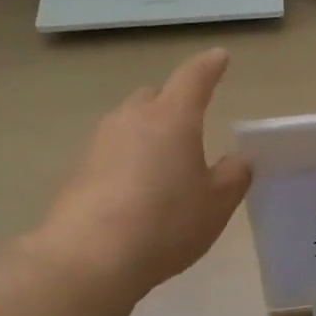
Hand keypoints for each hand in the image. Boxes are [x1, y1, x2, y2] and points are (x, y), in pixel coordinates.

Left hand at [38, 48, 251, 296]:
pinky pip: (110, 152)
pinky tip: (134, 191)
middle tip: (190, 123)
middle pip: (154, 97)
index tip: (219, 57)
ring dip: (147, 134)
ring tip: (162, 165)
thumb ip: (233, 176)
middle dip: (173, 102)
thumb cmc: (165, 224)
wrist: (89, 257)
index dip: (209, 67)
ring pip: (129, 124)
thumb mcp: (216, 205)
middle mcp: (131, 119)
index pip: (194, 79)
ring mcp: (99, 142)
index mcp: (172, 119)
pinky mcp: (77, 169)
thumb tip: (238, 159)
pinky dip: (126, 160)